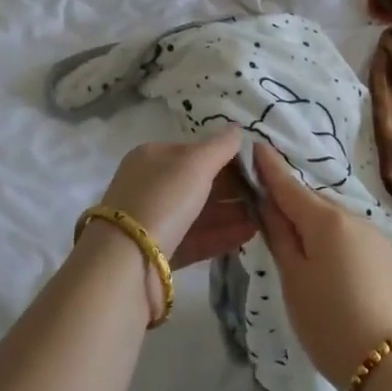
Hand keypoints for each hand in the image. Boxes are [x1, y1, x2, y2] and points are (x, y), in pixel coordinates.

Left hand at [93, 128, 255, 268]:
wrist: (126, 262)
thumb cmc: (162, 199)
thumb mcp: (195, 164)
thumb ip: (220, 146)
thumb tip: (236, 128)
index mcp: (152, 158)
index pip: (194, 152)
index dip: (226, 158)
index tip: (257, 168)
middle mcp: (150, 186)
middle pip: (197, 184)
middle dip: (232, 189)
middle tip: (265, 195)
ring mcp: (153, 221)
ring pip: (198, 213)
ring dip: (231, 213)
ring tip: (264, 216)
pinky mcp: (159, 253)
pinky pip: (196, 239)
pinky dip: (222, 235)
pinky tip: (249, 234)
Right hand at [251, 140, 391, 388]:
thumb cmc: (330, 321)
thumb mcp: (294, 279)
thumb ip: (280, 237)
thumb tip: (268, 204)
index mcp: (327, 220)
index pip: (290, 186)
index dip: (270, 168)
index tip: (256, 145)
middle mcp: (355, 219)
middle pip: (314, 204)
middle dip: (291, 204)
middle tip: (267, 216)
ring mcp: (377, 239)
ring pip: (335, 223)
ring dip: (314, 227)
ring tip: (297, 252)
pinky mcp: (389, 261)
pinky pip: (352, 240)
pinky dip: (335, 244)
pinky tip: (330, 270)